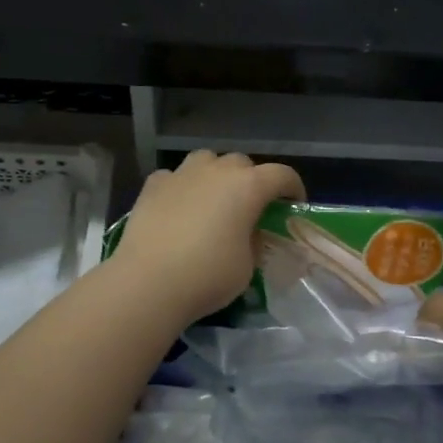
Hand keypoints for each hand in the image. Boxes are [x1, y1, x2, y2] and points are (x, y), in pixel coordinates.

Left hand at [113, 150, 305, 325]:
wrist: (148, 282)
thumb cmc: (207, 276)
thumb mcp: (247, 266)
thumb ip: (252, 242)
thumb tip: (246, 234)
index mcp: (248, 187)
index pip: (282, 174)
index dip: (293, 187)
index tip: (294, 204)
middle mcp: (217, 171)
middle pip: (243, 163)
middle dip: (251, 180)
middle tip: (250, 207)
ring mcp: (182, 174)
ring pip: (206, 160)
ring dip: (215, 174)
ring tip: (212, 199)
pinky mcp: (153, 185)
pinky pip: (174, 177)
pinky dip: (181, 187)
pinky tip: (178, 206)